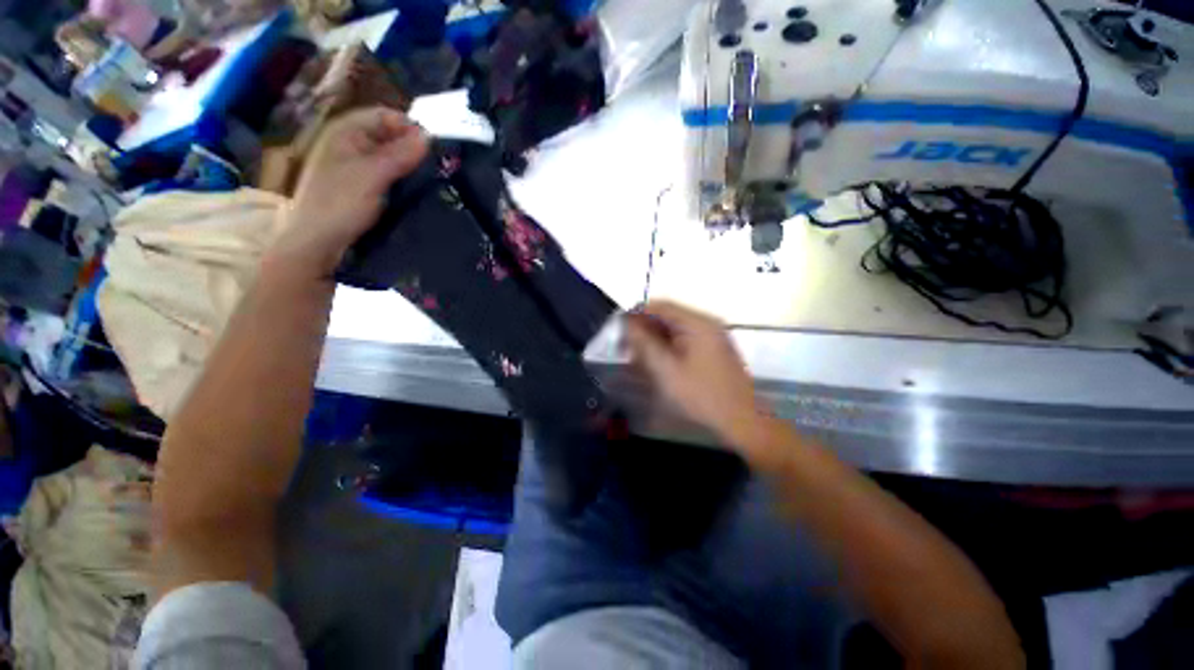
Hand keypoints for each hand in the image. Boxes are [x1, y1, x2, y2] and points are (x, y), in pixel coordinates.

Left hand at [269, 107, 428, 279]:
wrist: (319, 243)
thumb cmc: (339, 204)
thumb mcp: (372, 176)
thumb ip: (399, 155)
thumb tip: (428, 137)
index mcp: (347, 133)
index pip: (384, 116)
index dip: (408, 126)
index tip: (433, 146)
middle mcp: (353, 146)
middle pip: (390, 136)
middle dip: (413, 147)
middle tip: (438, 164)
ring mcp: (359, 168)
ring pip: (392, 158)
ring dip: (411, 165)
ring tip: (434, 178)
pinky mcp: (366, 189)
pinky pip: (391, 176)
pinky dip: (405, 180)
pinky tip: (419, 190)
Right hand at [624, 301, 765, 449]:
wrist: (742, 421)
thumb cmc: (701, 395)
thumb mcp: (666, 370)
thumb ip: (644, 344)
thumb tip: (627, 324)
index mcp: (697, 323)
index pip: (661, 306)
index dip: (637, 313)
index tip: (619, 328)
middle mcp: (707, 324)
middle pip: (668, 317)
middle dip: (644, 329)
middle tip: (626, 348)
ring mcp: (713, 337)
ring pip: (675, 330)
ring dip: (655, 340)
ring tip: (638, 359)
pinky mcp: (714, 350)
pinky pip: (685, 341)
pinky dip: (668, 348)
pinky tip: (658, 364)